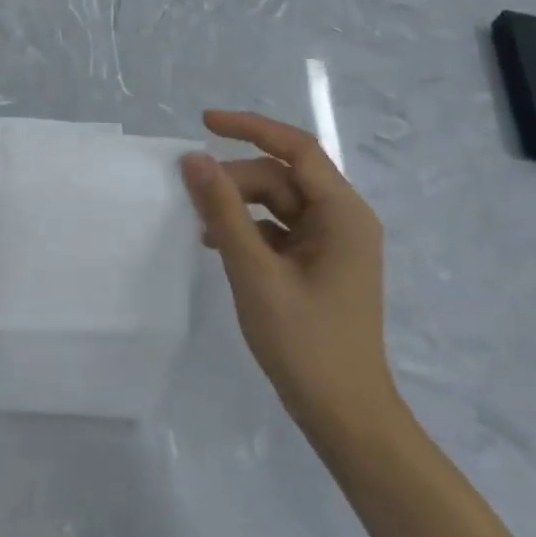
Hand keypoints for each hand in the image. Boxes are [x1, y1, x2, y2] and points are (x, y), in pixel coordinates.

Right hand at [179, 111, 396, 444]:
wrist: (344, 413)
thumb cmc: (304, 342)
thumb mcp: (254, 271)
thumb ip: (223, 211)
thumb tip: (193, 159)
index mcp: (342, 214)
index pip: (296, 149)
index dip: (250, 128)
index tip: (204, 123)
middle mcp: (343, 219)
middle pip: (282, 178)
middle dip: (236, 180)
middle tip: (191, 197)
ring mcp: (332, 244)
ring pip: (278, 203)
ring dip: (238, 206)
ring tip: (200, 226)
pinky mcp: (319, 265)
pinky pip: (279, 229)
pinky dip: (248, 229)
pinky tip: (218, 244)